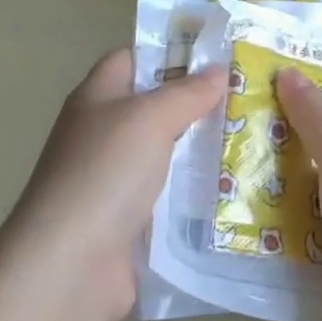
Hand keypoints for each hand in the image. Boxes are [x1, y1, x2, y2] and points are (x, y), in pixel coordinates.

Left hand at [1, 49, 225, 320]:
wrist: (69, 266)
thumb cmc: (105, 172)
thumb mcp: (150, 118)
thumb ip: (187, 92)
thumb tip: (218, 70)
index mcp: (97, 97)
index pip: (133, 59)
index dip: (170, 54)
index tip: (217, 59)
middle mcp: (102, 134)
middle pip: (154, 108)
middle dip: (197, 105)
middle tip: (246, 101)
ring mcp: (113, 180)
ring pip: (166, 155)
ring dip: (201, 153)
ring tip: (252, 143)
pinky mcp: (127, 222)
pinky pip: (168, 198)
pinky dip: (194, 195)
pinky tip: (233, 191)